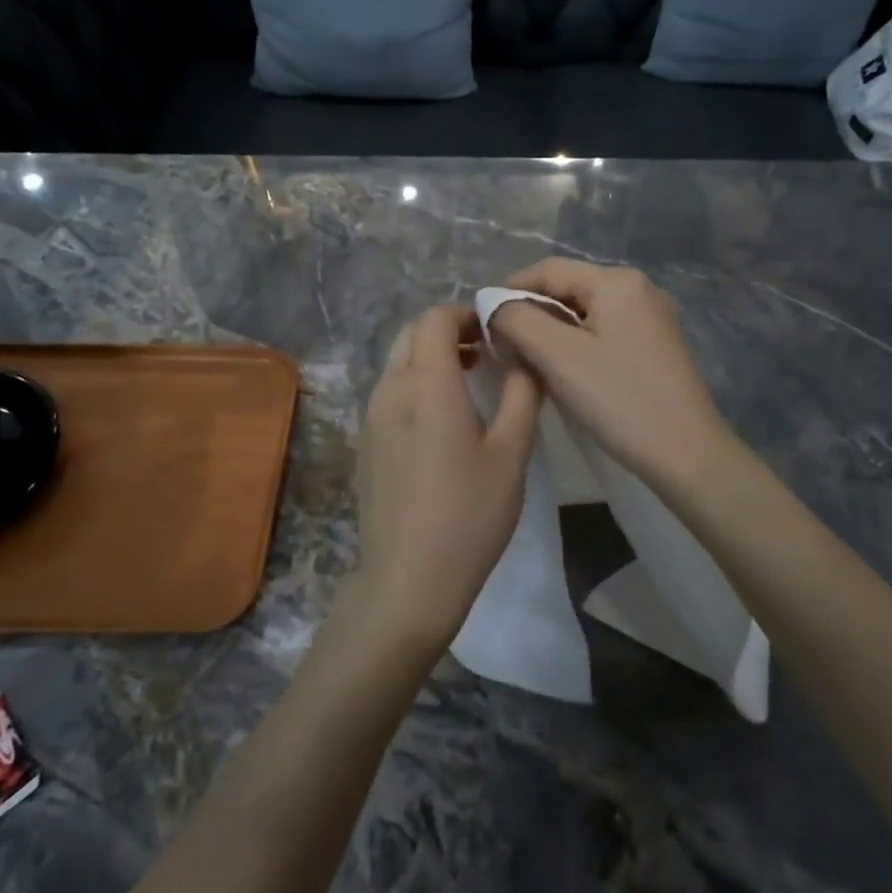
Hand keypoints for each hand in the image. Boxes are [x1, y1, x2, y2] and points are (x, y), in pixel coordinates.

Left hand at [354, 304, 543, 646]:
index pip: (436, 317)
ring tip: (471, 380)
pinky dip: (416, 381)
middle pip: (412, 332)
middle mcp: (391, 389)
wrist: (408, 580)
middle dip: (449, 330)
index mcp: (427, 384)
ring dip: (431, 355)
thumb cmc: (469, 515)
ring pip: (398, 360)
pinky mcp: (365, 441)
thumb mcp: (511, 453)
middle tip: (487, 352)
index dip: (467, 313)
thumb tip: (526, 357)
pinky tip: (442, 418)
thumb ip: (523, 394)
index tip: (497, 331)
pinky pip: (390, 389)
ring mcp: (371, 415)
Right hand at [489, 259, 737, 494]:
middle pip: (569, 288)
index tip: (482, 319)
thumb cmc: (619, 399)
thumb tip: (495, 305)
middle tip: (502, 345)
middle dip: (532, 312)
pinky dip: (577, 344)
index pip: (549, 270)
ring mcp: (653, 318)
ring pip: (586, 313)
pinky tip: (564, 370)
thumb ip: (518, 320)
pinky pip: (605, 331)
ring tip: (527, 359)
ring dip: (552, 330)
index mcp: (618, 282)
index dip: (510, 289)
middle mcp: (640, 289)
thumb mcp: (558, 356)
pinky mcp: (657, 346)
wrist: (687, 454)